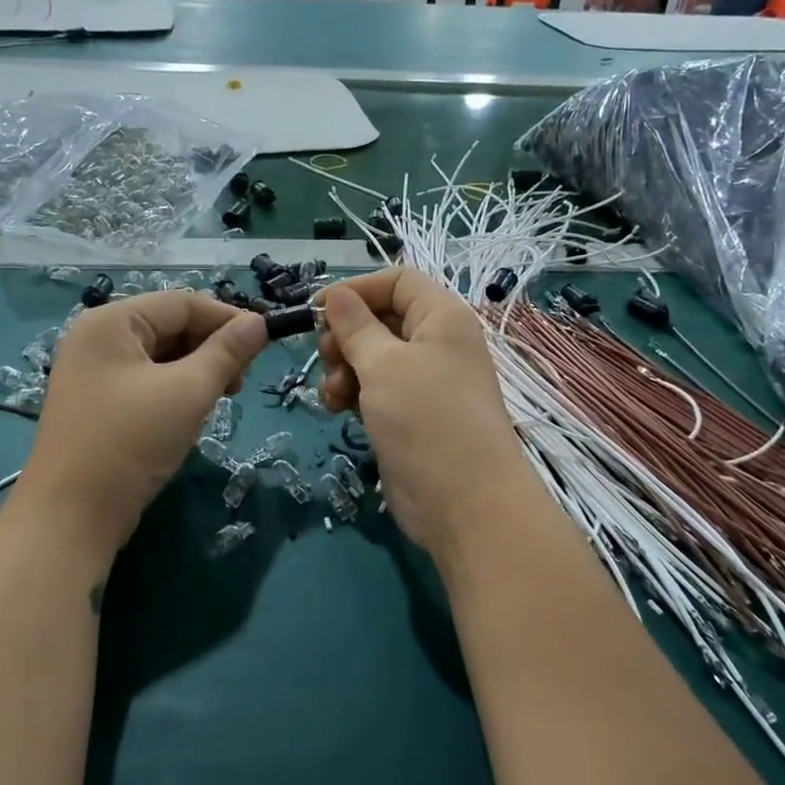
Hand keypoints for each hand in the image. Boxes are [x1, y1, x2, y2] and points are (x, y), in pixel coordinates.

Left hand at [20, 291, 267, 551]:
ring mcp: (92, 373)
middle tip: (241, 381)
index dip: (227, 318)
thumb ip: (227, 353)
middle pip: (169, 326)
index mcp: (110, 322)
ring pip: (160, 357)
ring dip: (196, 371)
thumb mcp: (188, 392)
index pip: (181, 303)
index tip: (264, 343)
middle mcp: (96, 338)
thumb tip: (259, 323)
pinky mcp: (96, 404)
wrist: (71, 517)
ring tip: (220, 399)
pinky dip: (175, 390)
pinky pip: (145, 381)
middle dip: (211, 348)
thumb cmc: (131, 443)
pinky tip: (192, 414)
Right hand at [317, 269, 534, 561]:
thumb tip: (337, 295)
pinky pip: (376, 390)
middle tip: (327, 358)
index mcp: (441, 317)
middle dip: (346, 335)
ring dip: (344, 369)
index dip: (357, 290)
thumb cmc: (426, 420)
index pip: (397, 281)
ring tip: (333, 396)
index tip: (318, 312)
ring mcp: (425, 382)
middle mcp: (436, 343)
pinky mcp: (411, 416)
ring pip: (373, 358)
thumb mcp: (384, 365)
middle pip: (381, 319)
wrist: (466, 503)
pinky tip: (337, 410)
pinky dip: (354, 394)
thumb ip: (356, 326)